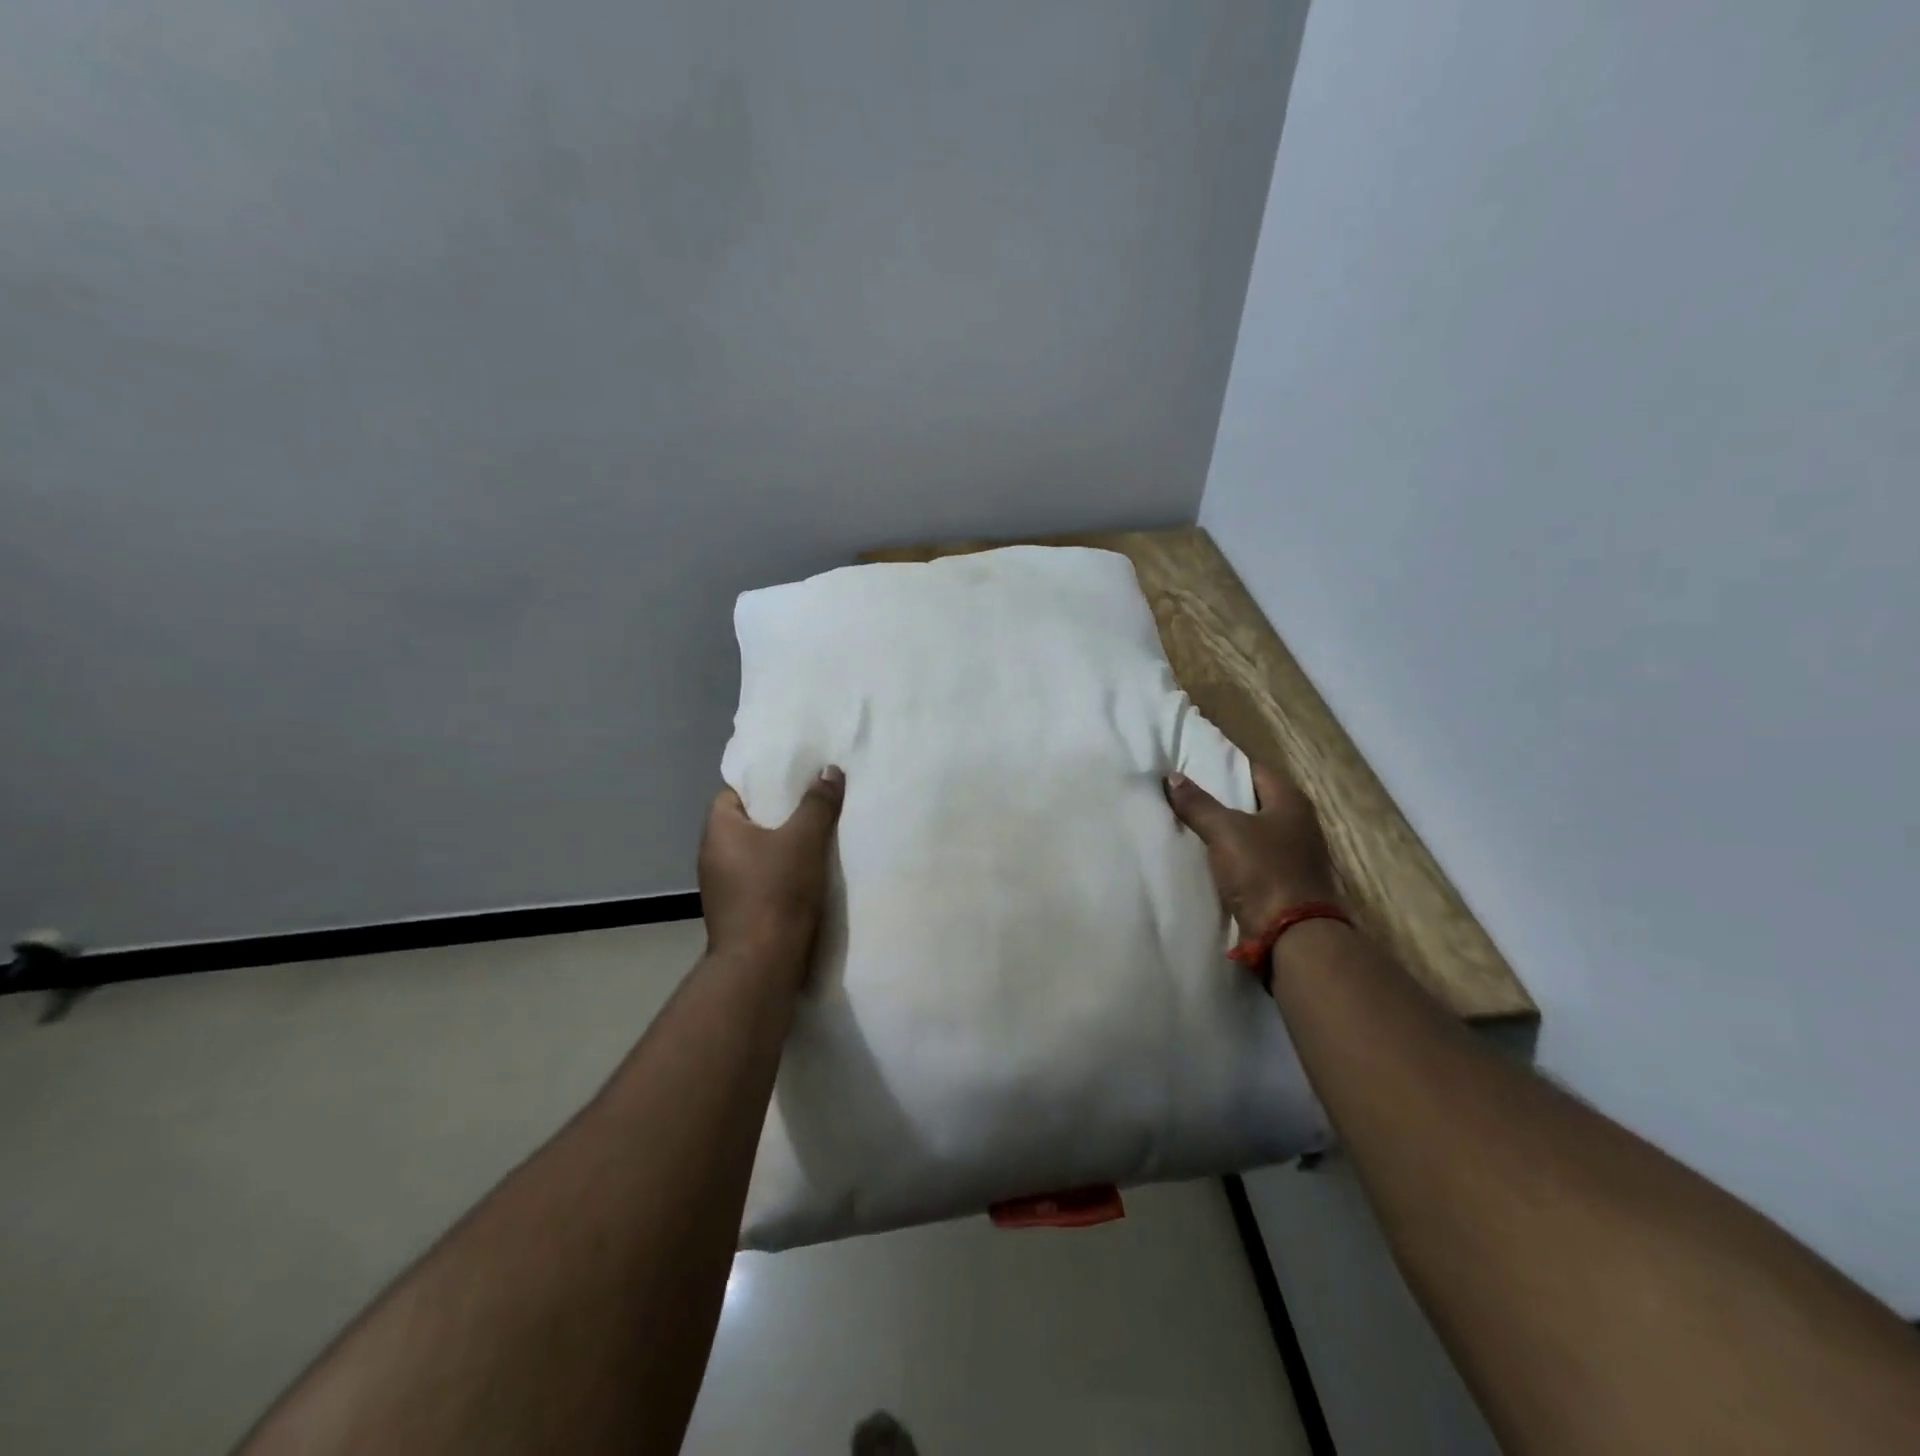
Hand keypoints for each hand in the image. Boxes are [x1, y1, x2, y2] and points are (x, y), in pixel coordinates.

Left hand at [698, 767, 845, 971]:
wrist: (762, 964)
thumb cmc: (777, 891)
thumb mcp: (804, 839)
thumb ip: (817, 803)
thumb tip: (829, 771)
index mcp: (719, 830)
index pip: (734, 791)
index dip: (762, 783)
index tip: (793, 780)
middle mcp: (712, 855)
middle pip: (747, 822)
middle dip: (778, 813)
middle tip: (813, 802)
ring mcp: (722, 887)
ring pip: (755, 852)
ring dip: (781, 845)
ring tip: (817, 834)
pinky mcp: (737, 911)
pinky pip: (759, 877)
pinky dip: (780, 871)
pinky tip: (808, 872)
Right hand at [1164, 763, 1338, 932]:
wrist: (1293, 936)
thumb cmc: (1263, 872)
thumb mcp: (1224, 832)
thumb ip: (1198, 804)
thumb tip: (1171, 776)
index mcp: (1291, 801)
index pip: (1253, 770)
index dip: (1223, 765)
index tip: (1192, 765)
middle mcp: (1299, 823)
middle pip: (1253, 801)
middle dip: (1221, 798)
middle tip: (1184, 793)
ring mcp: (1295, 854)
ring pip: (1252, 831)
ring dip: (1226, 829)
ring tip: (1189, 822)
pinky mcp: (1285, 881)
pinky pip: (1253, 858)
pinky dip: (1232, 854)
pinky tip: (1207, 856)